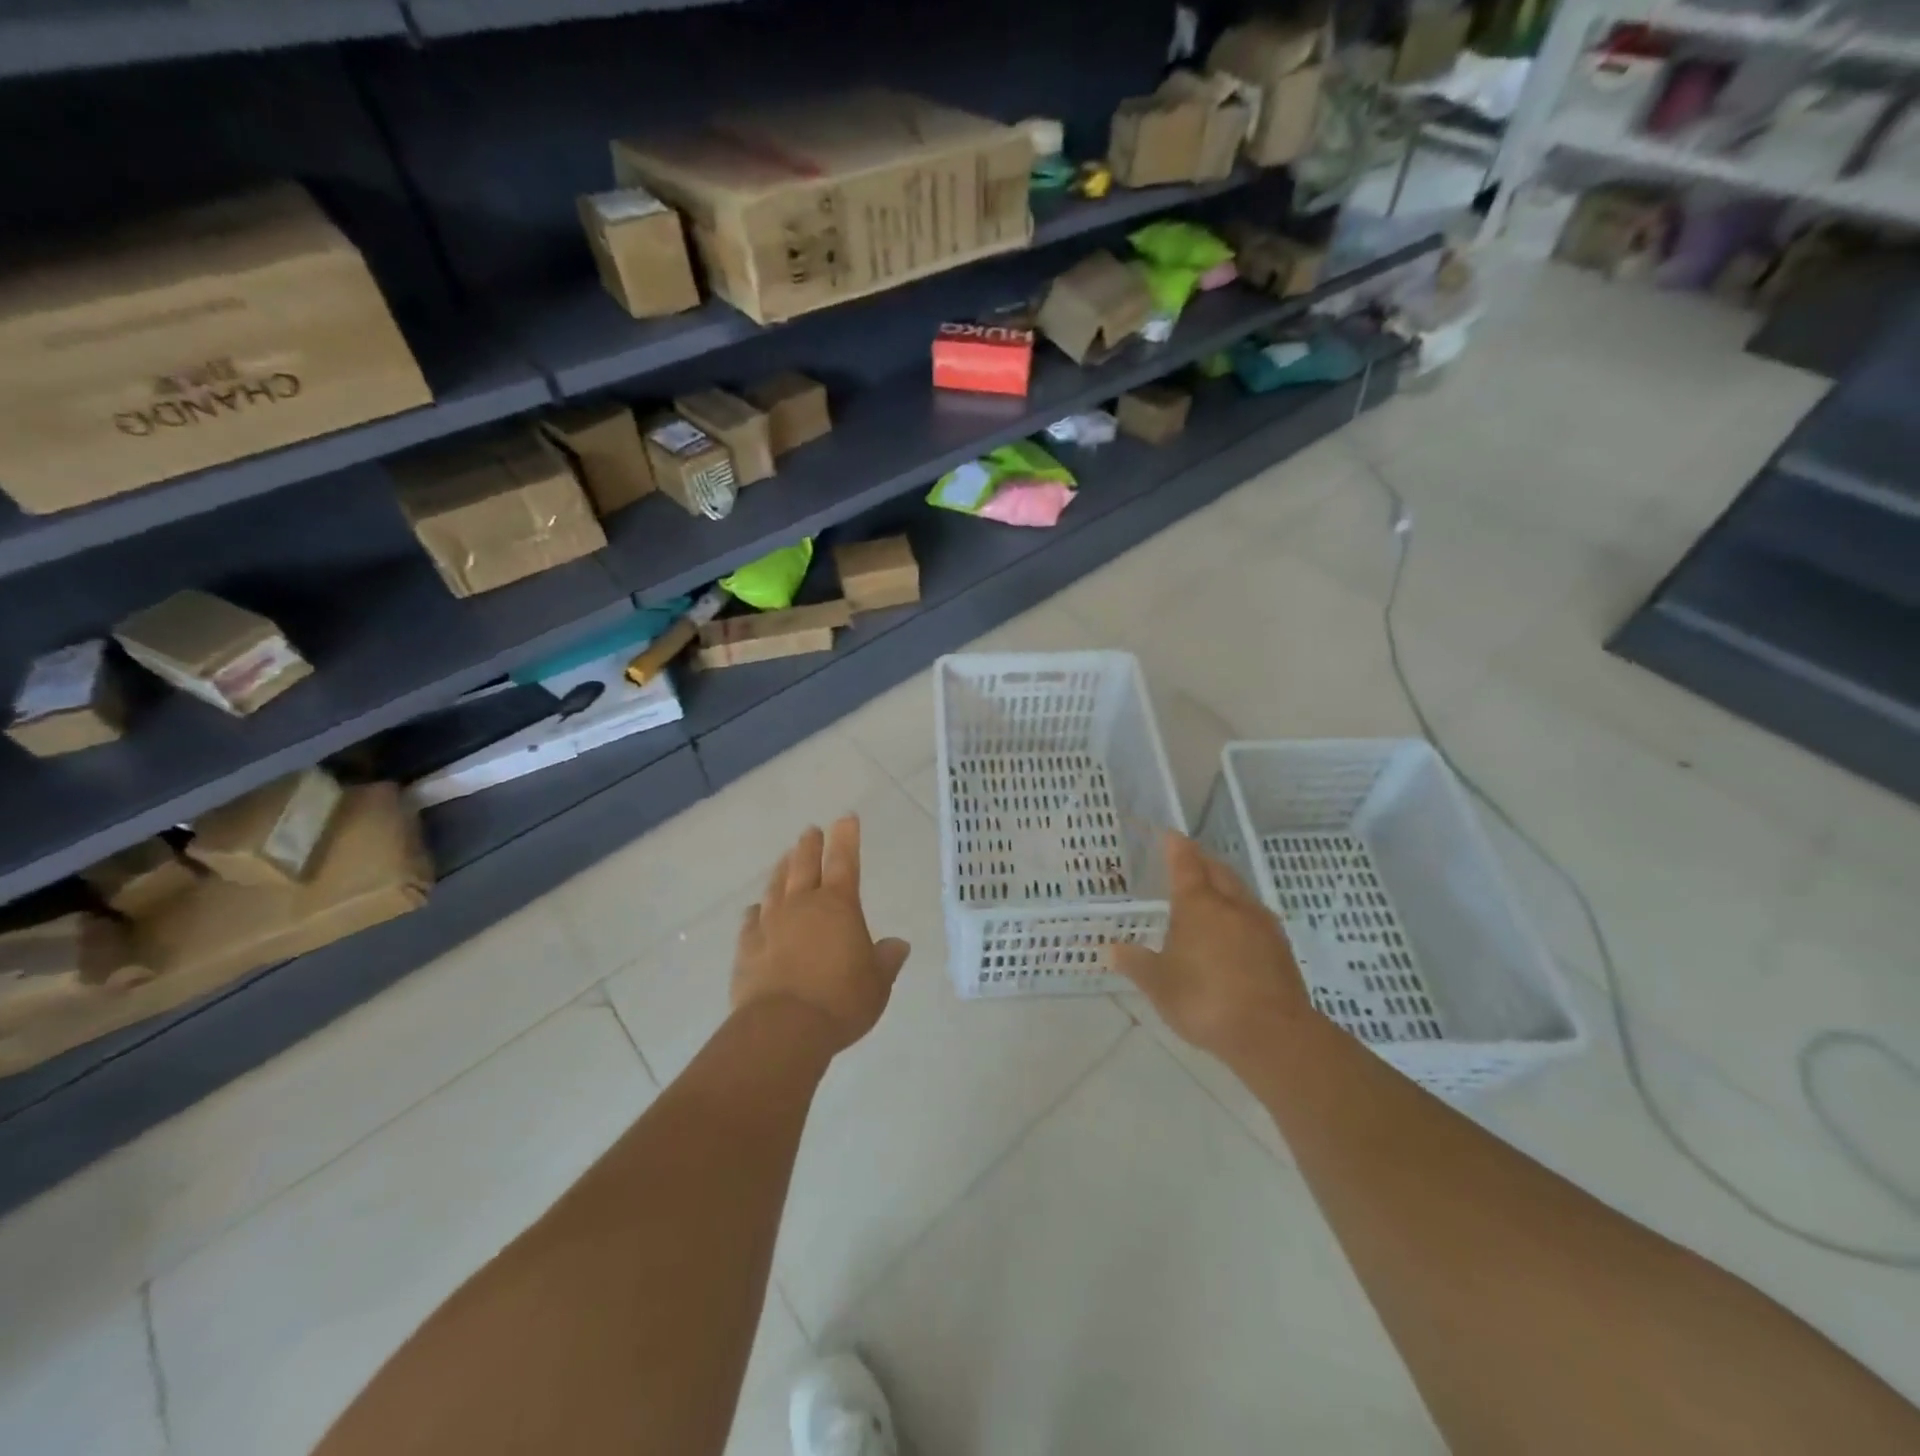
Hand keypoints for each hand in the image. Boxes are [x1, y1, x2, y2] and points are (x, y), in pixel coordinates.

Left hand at [731, 816, 910, 1053]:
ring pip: (775, 886)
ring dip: (782, 869)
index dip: (846, 838)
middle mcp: (802, 905)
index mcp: (838, 905)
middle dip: (810, 845)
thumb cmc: (841, 1000)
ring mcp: (770, 924)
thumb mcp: (877, 983)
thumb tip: (898, 945)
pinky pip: (751, 920)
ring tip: (785, 858)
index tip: (846, 818)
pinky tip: (756, 910)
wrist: (783, 1028)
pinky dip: (756, 911)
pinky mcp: (747, 947)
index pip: (844, 861)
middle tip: (811, 831)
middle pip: (804, 865)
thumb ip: (886, 960)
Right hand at [1107, 832, 1314, 1063]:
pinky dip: (1240, 913)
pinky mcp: (1281, 949)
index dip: (1176, 847)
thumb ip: (1135, 963)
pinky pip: (1255, 917)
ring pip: (1240, 892)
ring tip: (1211, 893)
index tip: (1170, 834)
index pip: (1185, 863)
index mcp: (1198, 905)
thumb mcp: (1159, 985)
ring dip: (1224, 886)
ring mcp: (1261, 925)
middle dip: (1202, 861)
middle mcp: (1232, 905)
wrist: (1272, 1034)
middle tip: (1189, 860)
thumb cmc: (1205, 1000)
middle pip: (1218, 871)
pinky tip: (1234, 931)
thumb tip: (1110, 949)